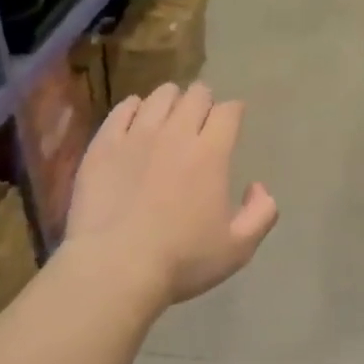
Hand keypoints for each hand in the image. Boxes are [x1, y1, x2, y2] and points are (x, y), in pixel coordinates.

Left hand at [64, 82, 278, 307]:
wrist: (115, 267)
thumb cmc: (182, 261)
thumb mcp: (238, 249)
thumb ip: (261, 214)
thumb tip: (258, 187)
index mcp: (211, 154)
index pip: (228, 111)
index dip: (234, 111)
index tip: (233, 120)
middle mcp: (175, 134)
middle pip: (195, 95)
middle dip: (204, 101)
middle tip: (202, 118)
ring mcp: (135, 136)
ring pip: (158, 97)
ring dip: (171, 100)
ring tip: (169, 114)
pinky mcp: (103, 145)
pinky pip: (121, 110)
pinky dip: (134, 108)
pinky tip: (135, 118)